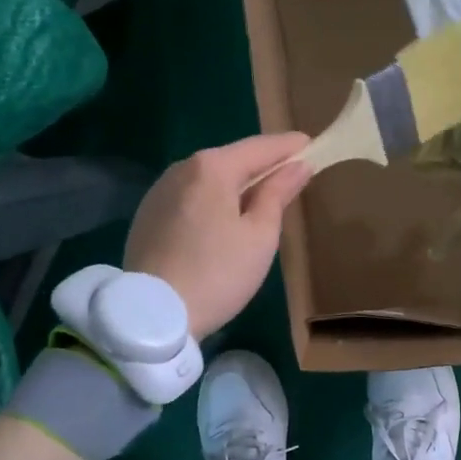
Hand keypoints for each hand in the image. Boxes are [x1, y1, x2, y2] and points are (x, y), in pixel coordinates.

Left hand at [123, 133, 312, 339]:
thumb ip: (278, 194)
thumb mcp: (260, 236)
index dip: (289, 147)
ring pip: (208, 179)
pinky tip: (223, 221)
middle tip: (291, 175)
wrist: (153, 314)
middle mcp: (181, 168)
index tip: (313, 145)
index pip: (260, 147)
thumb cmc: (218, 273)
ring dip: (236, 184)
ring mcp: (159, 192)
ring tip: (260, 201)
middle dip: (262, 166)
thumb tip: (298, 165)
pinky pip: (190, 197)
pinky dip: (213, 200)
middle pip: (232, 160)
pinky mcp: (147, 216)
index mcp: (212, 167)